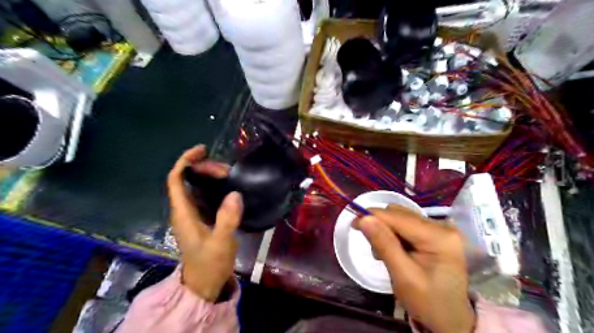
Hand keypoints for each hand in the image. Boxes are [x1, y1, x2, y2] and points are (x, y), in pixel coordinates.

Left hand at [165, 146, 241, 301]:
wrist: (205, 283)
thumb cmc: (209, 264)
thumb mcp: (220, 243)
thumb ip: (227, 220)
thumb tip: (235, 194)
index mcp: (183, 213)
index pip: (175, 180)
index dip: (185, 162)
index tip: (202, 151)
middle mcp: (184, 210)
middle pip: (186, 180)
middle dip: (204, 169)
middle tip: (227, 170)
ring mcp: (192, 214)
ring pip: (195, 186)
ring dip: (209, 176)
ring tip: (229, 174)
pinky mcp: (201, 218)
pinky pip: (204, 195)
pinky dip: (214, 186)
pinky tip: (227, 186)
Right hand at [355, 206, 476, 332]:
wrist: (450, 320)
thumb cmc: (428, 302)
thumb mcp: (403, 276)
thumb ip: (384, 245)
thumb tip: (364, 219)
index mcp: (438, 236)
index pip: (398, 217)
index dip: (372, 216)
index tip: (353, 224)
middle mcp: (441, 226)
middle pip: (400, 214)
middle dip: (381, 226)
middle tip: (373, 248)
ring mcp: (440, 229)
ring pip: (401, 217)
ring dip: (386, 231)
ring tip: (384, 253)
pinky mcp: (435, 234)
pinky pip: (407, 225)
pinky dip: (394, 235)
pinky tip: (394, 250)